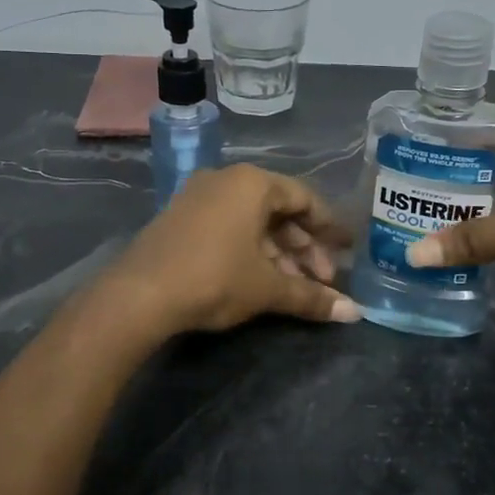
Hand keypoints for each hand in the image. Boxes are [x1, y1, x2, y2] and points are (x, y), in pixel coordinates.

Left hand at [103, 165, 359, 334]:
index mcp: (253, 183)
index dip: (329, 227)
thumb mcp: (268, 288)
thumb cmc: (215, 278)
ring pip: (252, 222)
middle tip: (322, 279)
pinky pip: (228, 227)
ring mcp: (198, 197)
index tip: (347, 250)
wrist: (139, 295)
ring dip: (278, 253)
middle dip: (303, 248)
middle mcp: (226, 180)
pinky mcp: (180, 219)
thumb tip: (355, 313)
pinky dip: (250, 250)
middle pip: (279, 211)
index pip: (304, 198)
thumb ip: (312, 297)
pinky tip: (260, 280)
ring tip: (294, 287)